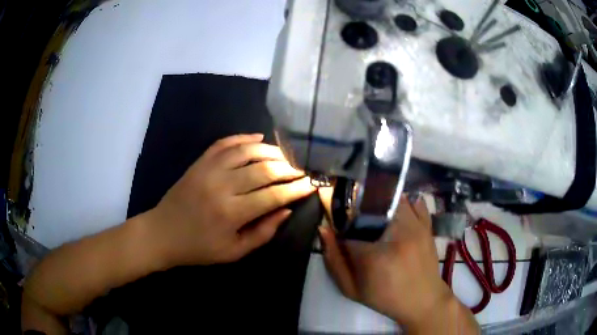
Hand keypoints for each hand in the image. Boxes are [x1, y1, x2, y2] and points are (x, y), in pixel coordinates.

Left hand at [148, 134, 315, 266]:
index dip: (295, 189)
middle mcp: (222, 186)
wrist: (163, 233)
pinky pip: (224, 143)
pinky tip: (258, 138)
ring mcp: (208, 170)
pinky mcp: (199, 162)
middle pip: (264, 169)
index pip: (273, 196)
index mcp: (232, 213)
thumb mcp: (234, 251)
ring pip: (246, 151)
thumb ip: (263, 233)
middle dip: (288, 169)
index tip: (311, 184)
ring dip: (270, 151)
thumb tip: (285, 210)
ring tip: (284, 156)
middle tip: (300, 170)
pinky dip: (243, 137)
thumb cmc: (199, 248)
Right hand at [319, 196, 471, 331]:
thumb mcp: (351, 289)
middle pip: (369, 205)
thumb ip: (334, 261)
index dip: (339, 225)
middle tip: (358, 224)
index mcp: (373, 255)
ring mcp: (415, 226)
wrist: (423, 300)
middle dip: (358, 210)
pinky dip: (404, 201)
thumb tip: (324, 229)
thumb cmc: (385, 298)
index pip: (347, 226)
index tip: (338, 231)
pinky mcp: (427, 225)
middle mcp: (395, 234)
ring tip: (376, 217)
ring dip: (379, 203)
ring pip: (391, 198)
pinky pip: (414, 201)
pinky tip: (397, 211)